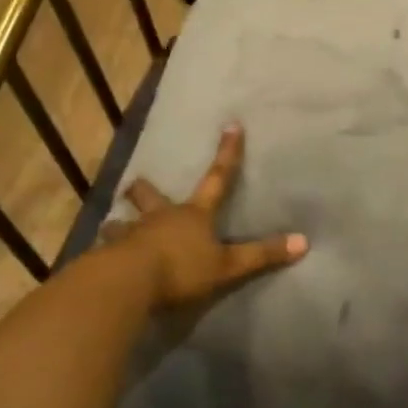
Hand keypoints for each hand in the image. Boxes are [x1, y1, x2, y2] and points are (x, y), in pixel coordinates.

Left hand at [103, 124, 306, 308]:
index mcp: (193, 215)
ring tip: (113, 227)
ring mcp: (131, 235)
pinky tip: (102, 261)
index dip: (227, 153)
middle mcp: (161, 218)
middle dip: (144, 189)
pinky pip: (106, 251)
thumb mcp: (228, 266)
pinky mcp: (108, 257)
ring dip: (119, 224)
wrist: (129, 283)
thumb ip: (262, 255)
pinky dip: (105, 254)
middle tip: (135, 185)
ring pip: (121, 223)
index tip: (231, 125)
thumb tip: (304, 242)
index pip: (217, 178)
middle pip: (150, 195)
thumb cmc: (182, 269)